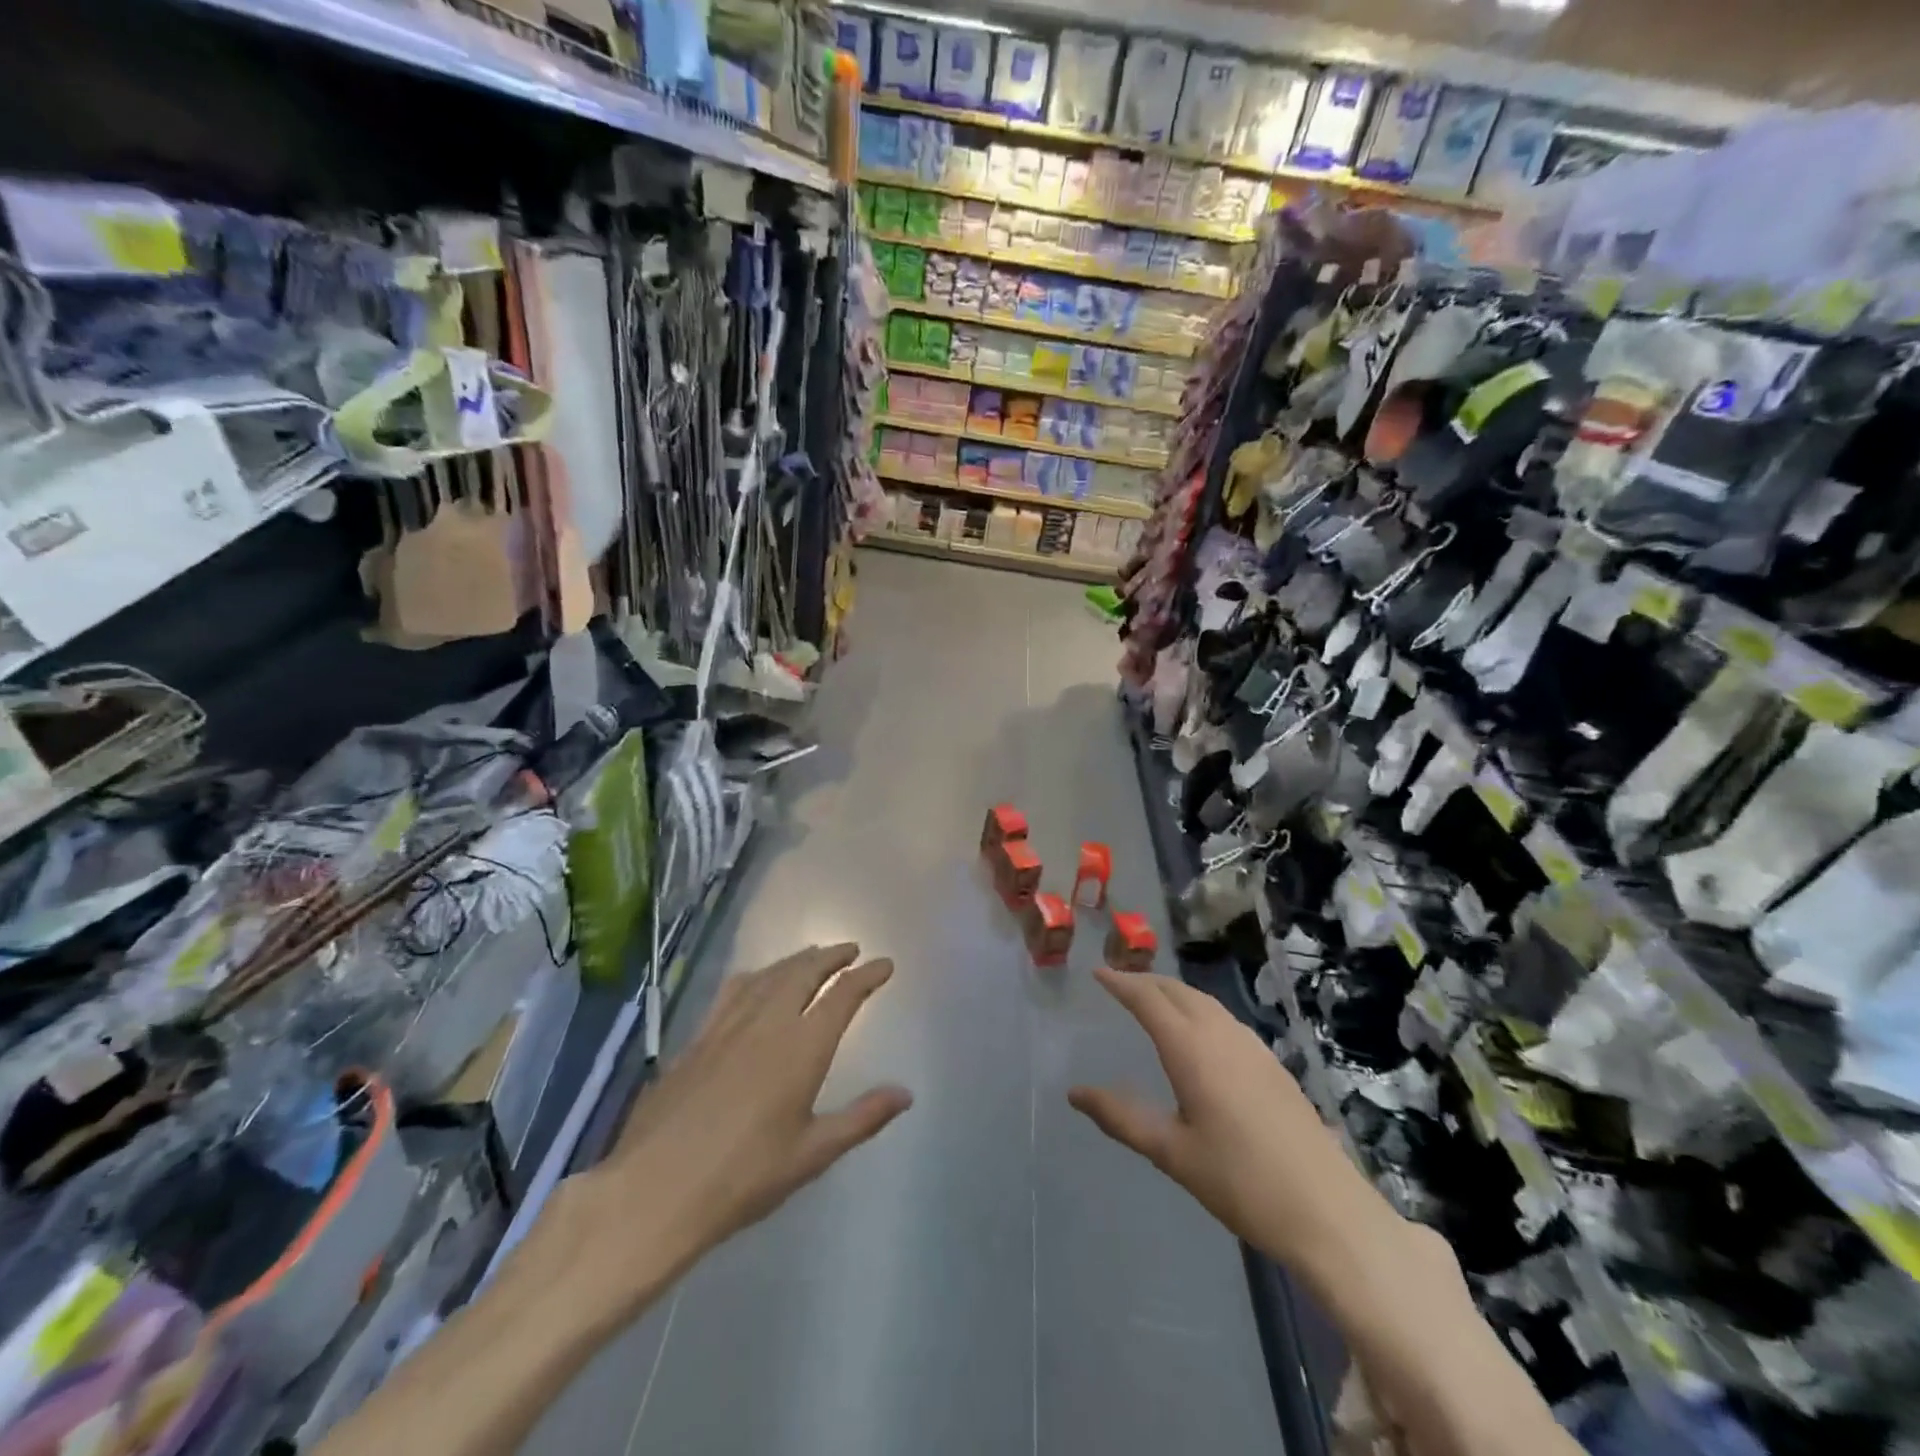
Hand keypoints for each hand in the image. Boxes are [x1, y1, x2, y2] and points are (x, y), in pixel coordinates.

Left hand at [563, 944, 911, 1301]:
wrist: (655, 1189)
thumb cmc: (743, 1177)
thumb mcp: (812, 1154)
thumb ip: (862, 1118)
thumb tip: (905, 1093)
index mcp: (802, 1047)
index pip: (842, 995)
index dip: (866, 975)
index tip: (884, 964)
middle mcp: (768, 1023)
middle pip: (804, 972)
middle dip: (831, 956)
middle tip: (850, 950)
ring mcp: (728, 1026)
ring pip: (769, 975)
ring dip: (796, 960)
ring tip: (812, 956)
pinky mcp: (697, 1037)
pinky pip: (733, 989)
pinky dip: (756, 975)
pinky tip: (755, 979)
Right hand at [1068, 967, 1390, 1273]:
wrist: (1328, 1211)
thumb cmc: (1241, 1182)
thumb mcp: (1173, 1153)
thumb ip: (1122, 1118)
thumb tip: (1075, 1093)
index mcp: (1192, 1050)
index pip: (1148, 1000)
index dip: (1121, 983)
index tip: (1097, 973)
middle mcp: (1222, 1035)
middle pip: (1178, 991)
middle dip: (1146, 981)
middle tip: (1119, 983)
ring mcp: (1252, 1047)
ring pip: (1205, 1001)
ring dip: (1174, 992)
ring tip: (1152, 1000)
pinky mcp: (1272, 1063)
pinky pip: (1225, 1018)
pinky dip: (1199, 1009)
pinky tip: (1199, 1032)